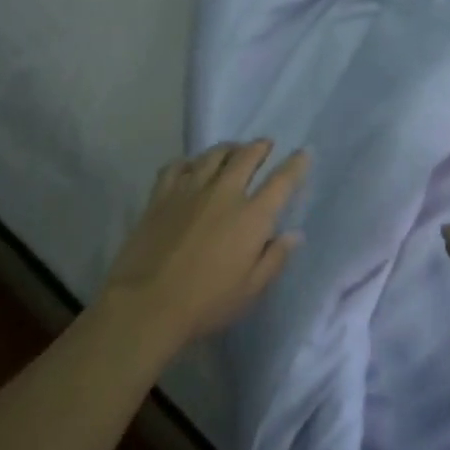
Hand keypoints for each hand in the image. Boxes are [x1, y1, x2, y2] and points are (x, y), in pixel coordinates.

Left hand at [103, 140, 309, 355]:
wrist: (147, 304)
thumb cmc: (206, 303)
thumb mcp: (251, 290)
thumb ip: (275, 258)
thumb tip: (294, 234)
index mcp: (251, 217)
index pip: (281, 181)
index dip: (295, 164)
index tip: (303, 153)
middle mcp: (224, 193)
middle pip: (246, 157)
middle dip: (260, 147)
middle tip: (265, 145)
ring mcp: (189, 190)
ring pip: (212, 155)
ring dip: (228, 148)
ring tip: (233, 149)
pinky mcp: (161, 195)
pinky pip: (177, 166)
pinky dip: (189, 161)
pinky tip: (191, 166)